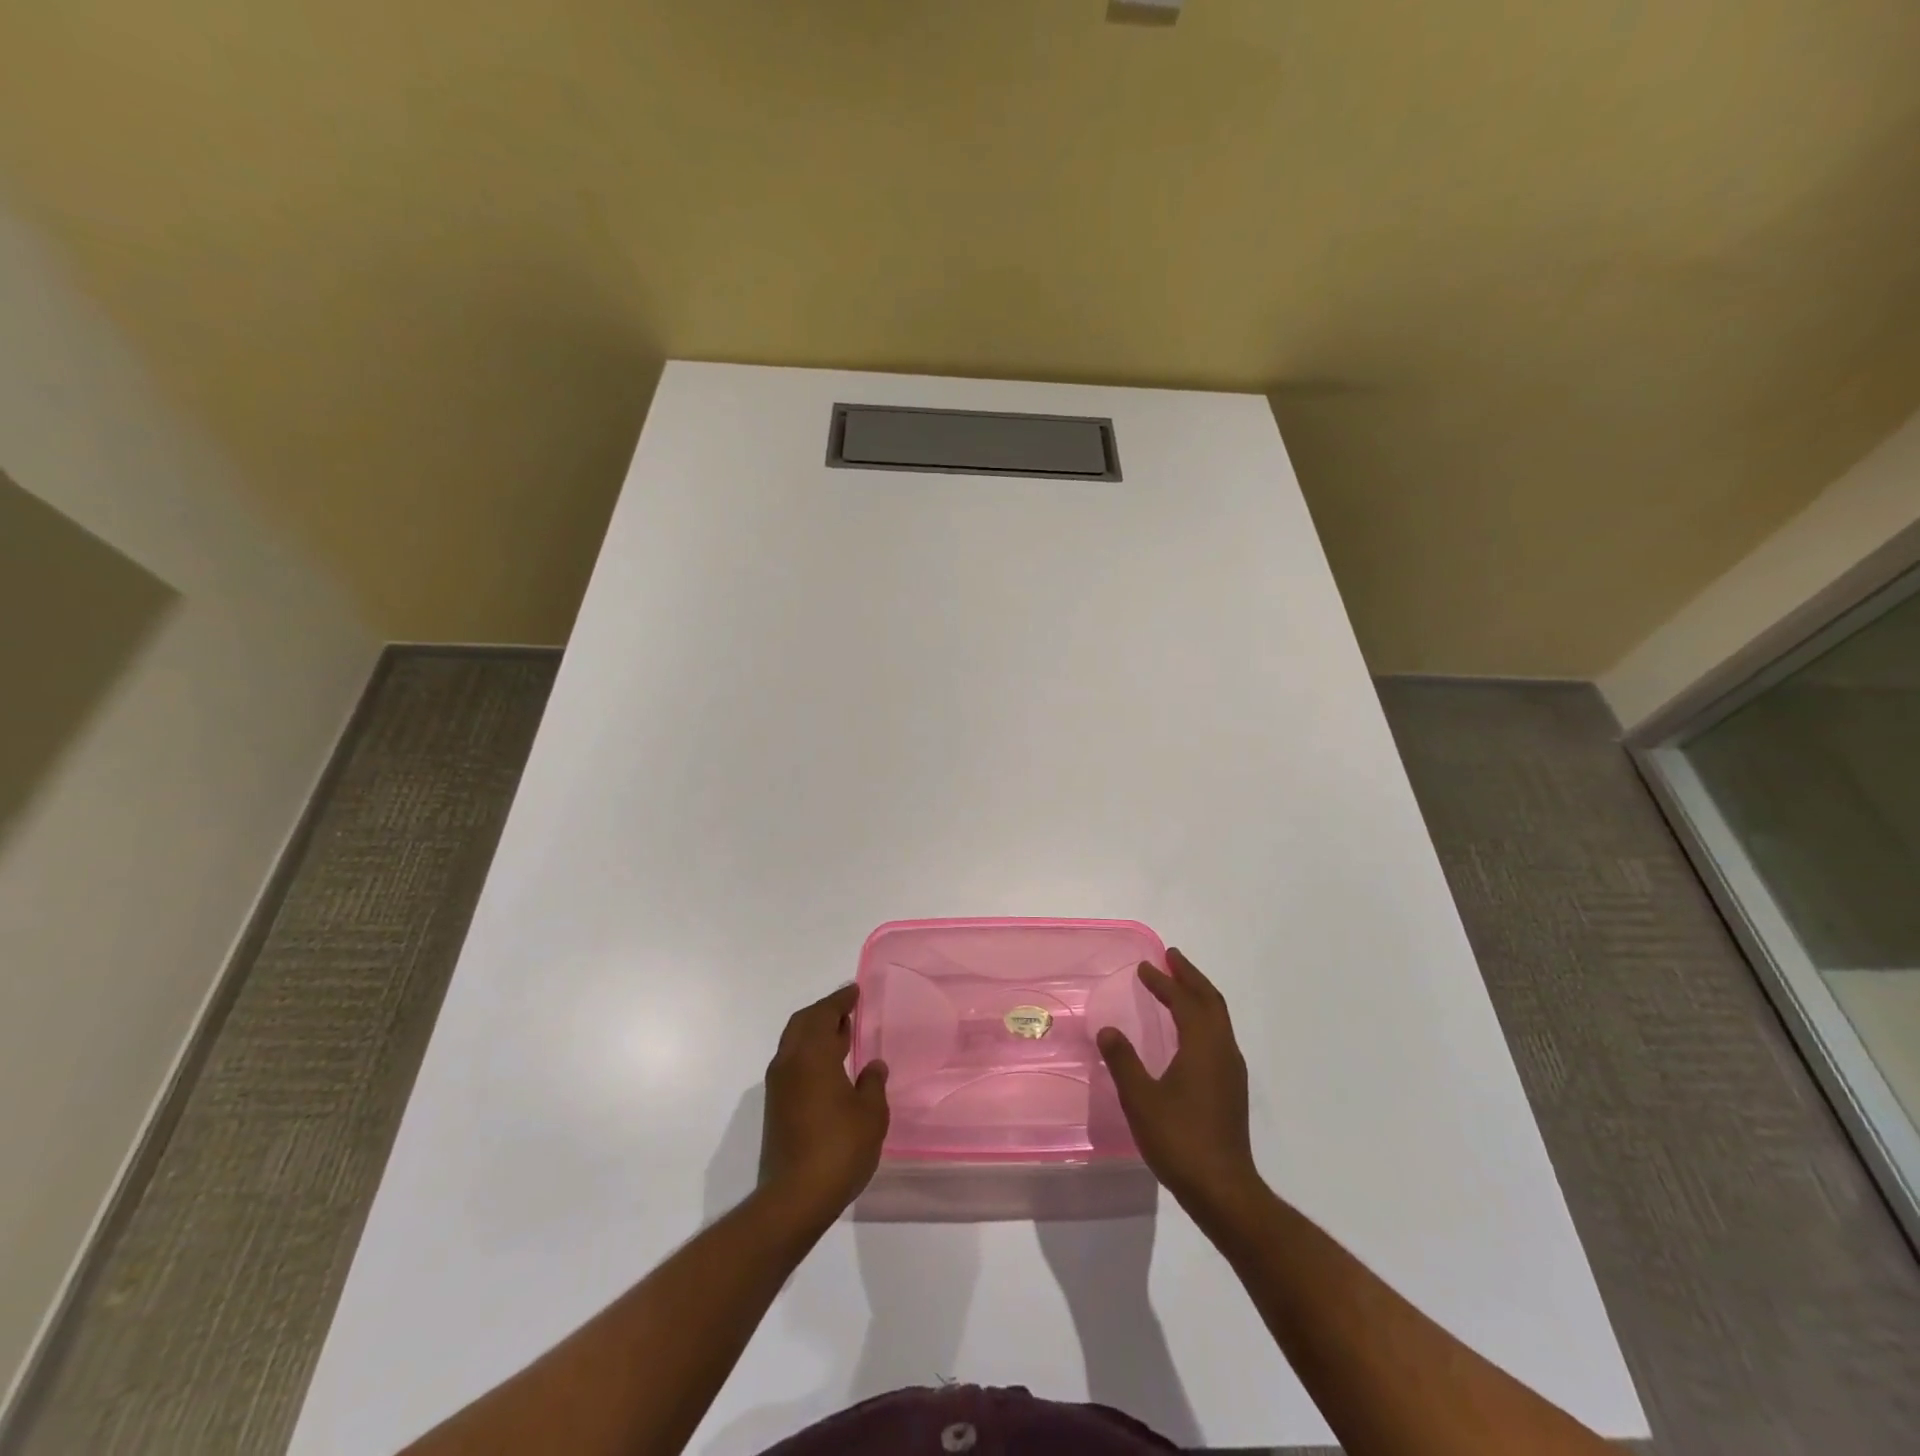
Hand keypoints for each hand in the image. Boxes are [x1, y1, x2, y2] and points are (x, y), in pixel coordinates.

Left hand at [759, 985, 888, 1224]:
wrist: (795, 1198)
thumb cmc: (839, 1148)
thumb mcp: (871, 1113)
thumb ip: (873, 1083)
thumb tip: (872, 1066)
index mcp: (812, 1055)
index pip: (824, 1014)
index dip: (840, 1000)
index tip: (854, 991)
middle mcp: (789, 1063)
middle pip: (803, 1023)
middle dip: (824, 1012)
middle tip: (847, 1009)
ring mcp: (778, 1086)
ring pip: (794, 1043)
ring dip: (815, 1033)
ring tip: (841, 1035)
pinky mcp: (776, 1108)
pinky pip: (792, 1063)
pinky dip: (809, 1053)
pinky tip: (829, 1067)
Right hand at [1097, 948, 1259, 1213]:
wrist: (1223, 1190)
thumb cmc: (1179, 1139)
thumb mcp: (1140, 1098)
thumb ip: (1123, 1061)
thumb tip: (1108, 1030)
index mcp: (1202, 1046)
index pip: (1184, 1001)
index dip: (1164, 981)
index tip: (1145, 967)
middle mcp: (1222, 1050)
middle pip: (1211, 1001)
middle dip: (1190, 976)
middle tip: (1171, 958)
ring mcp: (1231, 1070)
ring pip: (1218, 1018)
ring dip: (1199, 996)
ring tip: (1178, 986)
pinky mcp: (1231, 1088)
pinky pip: (1218, 1035)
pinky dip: (1202, 1018)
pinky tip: (1187, 1031)